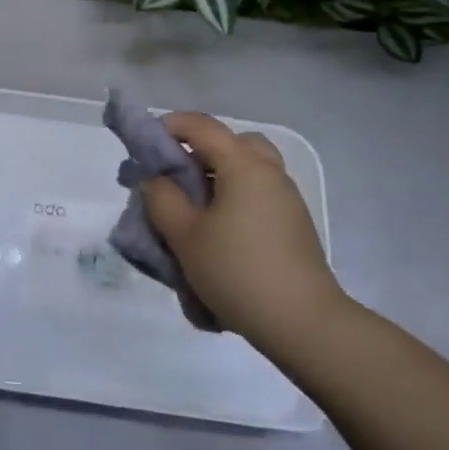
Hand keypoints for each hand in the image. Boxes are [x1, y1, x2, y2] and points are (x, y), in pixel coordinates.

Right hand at [141, 113, 347, 353]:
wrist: (304, 324)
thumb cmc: (237, 271)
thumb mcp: (184, 235)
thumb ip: (162, 198)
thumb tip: (157, 179)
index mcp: (243, 166)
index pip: (201, 126)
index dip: (169, 126)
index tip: (144, 146)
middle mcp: (269, 173)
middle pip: (233, 143)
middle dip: (201, 151)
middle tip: (177, 177)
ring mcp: (286, 200)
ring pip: (248, 170)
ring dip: (219, 178)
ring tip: (194, 210)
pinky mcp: (294, 226)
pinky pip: (258, 195)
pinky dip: (235, 200)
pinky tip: (218, 235)